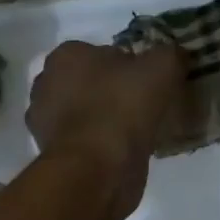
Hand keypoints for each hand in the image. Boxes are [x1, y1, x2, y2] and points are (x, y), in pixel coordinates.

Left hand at [26, 41, 184, 210]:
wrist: (98, 168)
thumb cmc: (123, 106)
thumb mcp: (162, 66)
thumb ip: (169, 54)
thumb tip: (174, 56)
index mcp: (66, 55)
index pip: (102, 51)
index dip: (129, 64)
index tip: (149, 80)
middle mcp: (47, 84)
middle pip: (91, 82)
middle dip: (113, 91)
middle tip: (145, 105)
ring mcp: (45, 122)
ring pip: (87, 113)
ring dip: (107, 119)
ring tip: (139, 131)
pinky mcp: (53, 154)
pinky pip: (85, 141)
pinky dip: (102, 144)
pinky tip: (126, 151)